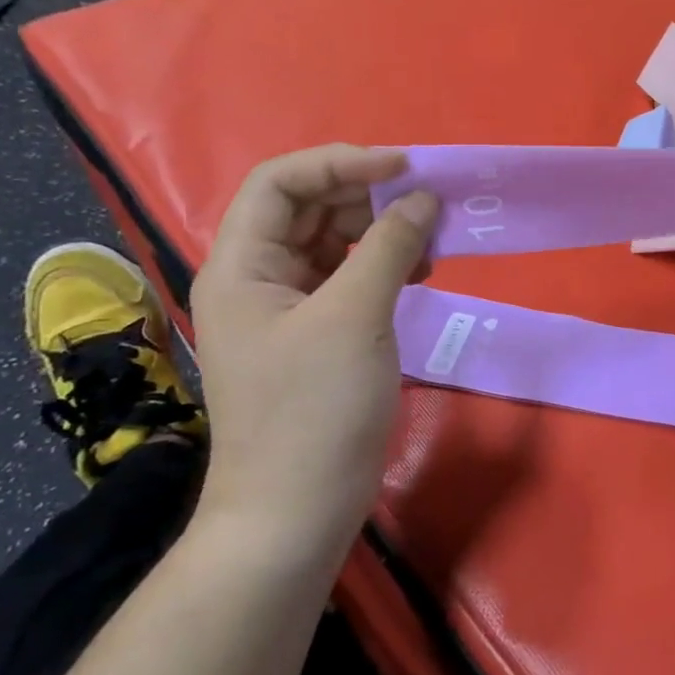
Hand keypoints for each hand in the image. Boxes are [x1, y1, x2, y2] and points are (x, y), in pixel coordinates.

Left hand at [189, 145, 437, 556]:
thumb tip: (421, 198)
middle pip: (310, 209)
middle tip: (429, 205)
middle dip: (369, 197)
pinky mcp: (318, 336)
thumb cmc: (315, 410)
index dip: (341, 162)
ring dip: (383, 233)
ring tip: (432, 243)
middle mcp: (259, 278)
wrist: (296, 512)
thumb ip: (389, 247)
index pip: (281, 182)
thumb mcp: (355, 317)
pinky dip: (385, 267)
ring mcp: (288, 309)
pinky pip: (350, 280)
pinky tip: (420, 274)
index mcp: (242, 264)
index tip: (405, 167)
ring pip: (335, 244)